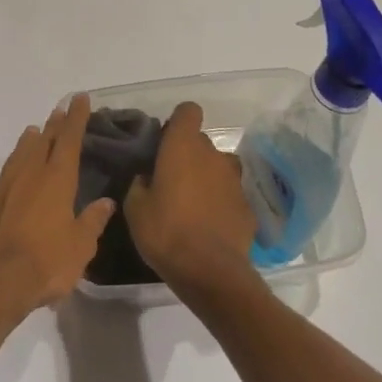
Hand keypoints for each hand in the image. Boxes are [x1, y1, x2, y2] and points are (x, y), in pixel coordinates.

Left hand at [0, 94, 114, 317]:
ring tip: (32, 130)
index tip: (80, 99)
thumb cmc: (46, 263)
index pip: (69, 140)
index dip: (76, 118)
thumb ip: (92, 221)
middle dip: (54, 126)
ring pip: (16, 157)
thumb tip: (105, 202)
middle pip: (43, 144)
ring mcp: (1, 189)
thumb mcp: (81, 246)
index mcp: (57, 180)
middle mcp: (28, 176)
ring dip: (25, 143)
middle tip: (60, 111)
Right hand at [123, 102, 257, 298]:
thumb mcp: (135, 208)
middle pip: (201, 141)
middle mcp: (212, 155)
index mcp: (183, 147)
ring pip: (218, 167)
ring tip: (193, 202)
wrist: (210, 271)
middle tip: (170, 180)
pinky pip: (229, 194)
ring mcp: (234, 180)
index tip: (165, 142)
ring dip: (207, 177)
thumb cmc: (165, 232)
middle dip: (188, 154)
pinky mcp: (247, 205)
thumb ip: (140, 183)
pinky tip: (209, 225)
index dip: (177, 122)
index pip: (188, 111)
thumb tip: (147, 177)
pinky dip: (220, 202)